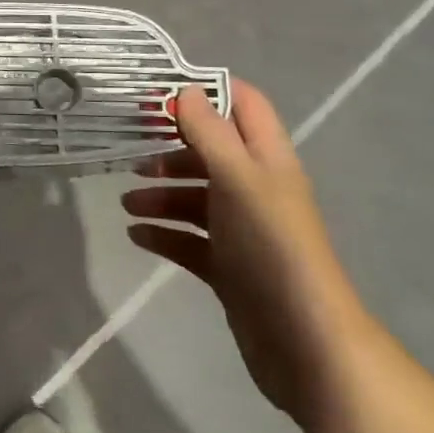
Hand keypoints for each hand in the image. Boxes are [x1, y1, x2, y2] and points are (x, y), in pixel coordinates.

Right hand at [122, 80, 373, 432]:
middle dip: (171, 148)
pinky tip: (136, 236)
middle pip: (210, 152)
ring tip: (129, 204)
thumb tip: (185, 90)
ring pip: (196, 197)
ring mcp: (242, 230)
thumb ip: (210, 132)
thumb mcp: (238, 178)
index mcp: (267, 159)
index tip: (159, 93)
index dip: (207, 90)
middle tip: (132, 153)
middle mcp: (256, 188)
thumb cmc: (271, 246)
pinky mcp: (229, 267)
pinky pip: (190, 240)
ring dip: (161, 194)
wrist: (304, 343)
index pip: (243, 104)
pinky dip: (164, 233)